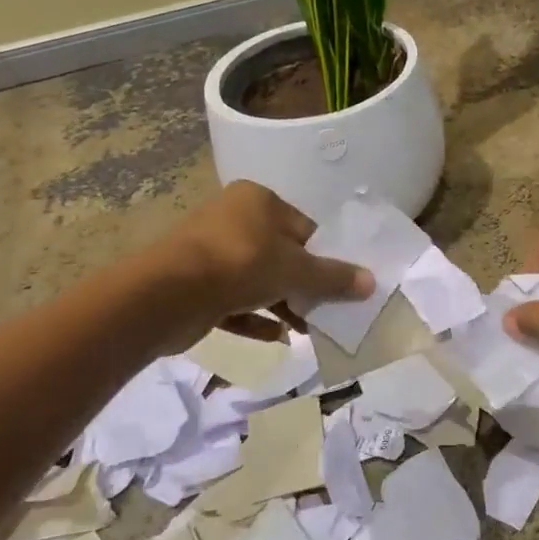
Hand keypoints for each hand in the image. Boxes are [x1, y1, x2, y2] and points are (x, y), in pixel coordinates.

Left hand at [168, 182, 372, 324]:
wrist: (167, 295)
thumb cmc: (241, 264)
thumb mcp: (297, 271)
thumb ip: (334, 278)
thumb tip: (371, 283)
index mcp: (258, 200)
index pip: (304, 228)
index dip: (324, 257)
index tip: (338, 285)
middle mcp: (232, 218)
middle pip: (280, 254)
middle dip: (303, 286)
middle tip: (325, 311)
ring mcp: (209, 252)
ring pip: (257, 279)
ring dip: (282, 305)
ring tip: (306, 330)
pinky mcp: (193, 285)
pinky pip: (233, 301)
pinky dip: (254, 318)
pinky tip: (276, 338)